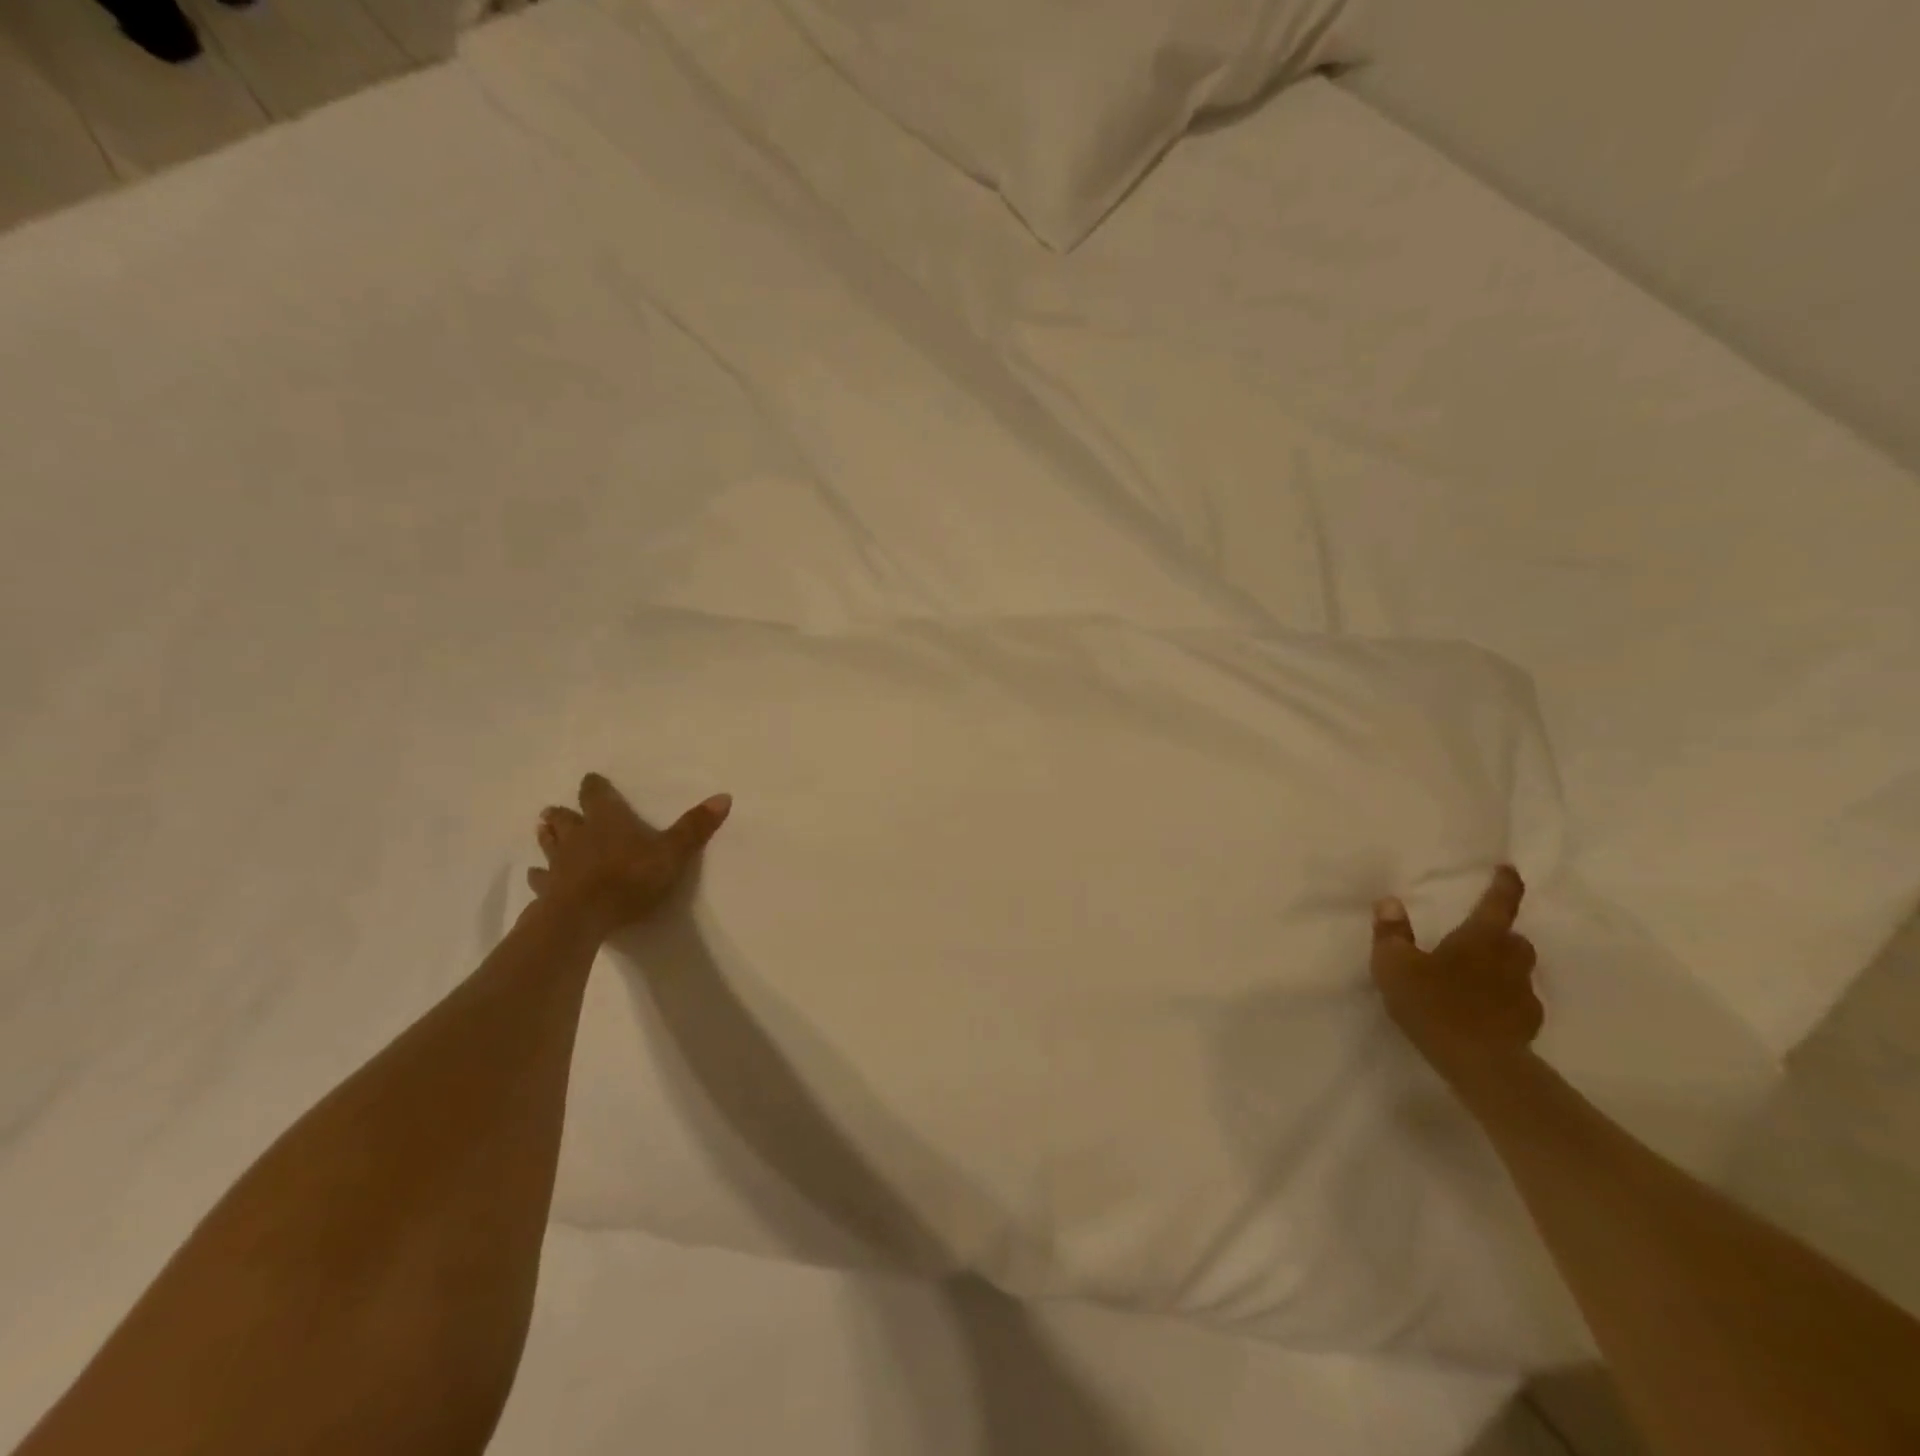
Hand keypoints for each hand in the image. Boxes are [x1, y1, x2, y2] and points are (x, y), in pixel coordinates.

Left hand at [529, 772, 731, 939]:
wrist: (583, 916)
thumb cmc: (630, 878)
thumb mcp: (673, 852)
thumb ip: (695, 826)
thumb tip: (724, 795)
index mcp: (608, 820)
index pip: (597, 795)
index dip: (595, 787)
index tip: (591, 780)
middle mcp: (579, 835)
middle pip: (566, 818)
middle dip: (564, 813)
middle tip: (556, 809)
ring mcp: (559, 863)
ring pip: (550, 843)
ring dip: (547, 836)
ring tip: (541, 829)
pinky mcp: (547, 890)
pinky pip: (540, 878)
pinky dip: (539, 874)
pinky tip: (536, 875)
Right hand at [1370, 865, 1542, 1086]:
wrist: (1479, 1063)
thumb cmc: (1433, 1004)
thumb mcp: (1394, 965)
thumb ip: (1391, 933)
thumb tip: (1390, 902)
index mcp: (1479, 940)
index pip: (1497, 905)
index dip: (1504, 886)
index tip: (1509, 870)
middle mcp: (1507, 962)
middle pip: (1515, 940)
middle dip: (1504, 935)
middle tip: (1483, 937)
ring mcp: (1522, 996)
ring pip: (1520, 972)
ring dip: (1505, 968)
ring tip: (1479, 976)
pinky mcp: (1527, 1026)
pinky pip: (1519, 1004)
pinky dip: (1505, 1001)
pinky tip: (1486, 1011)